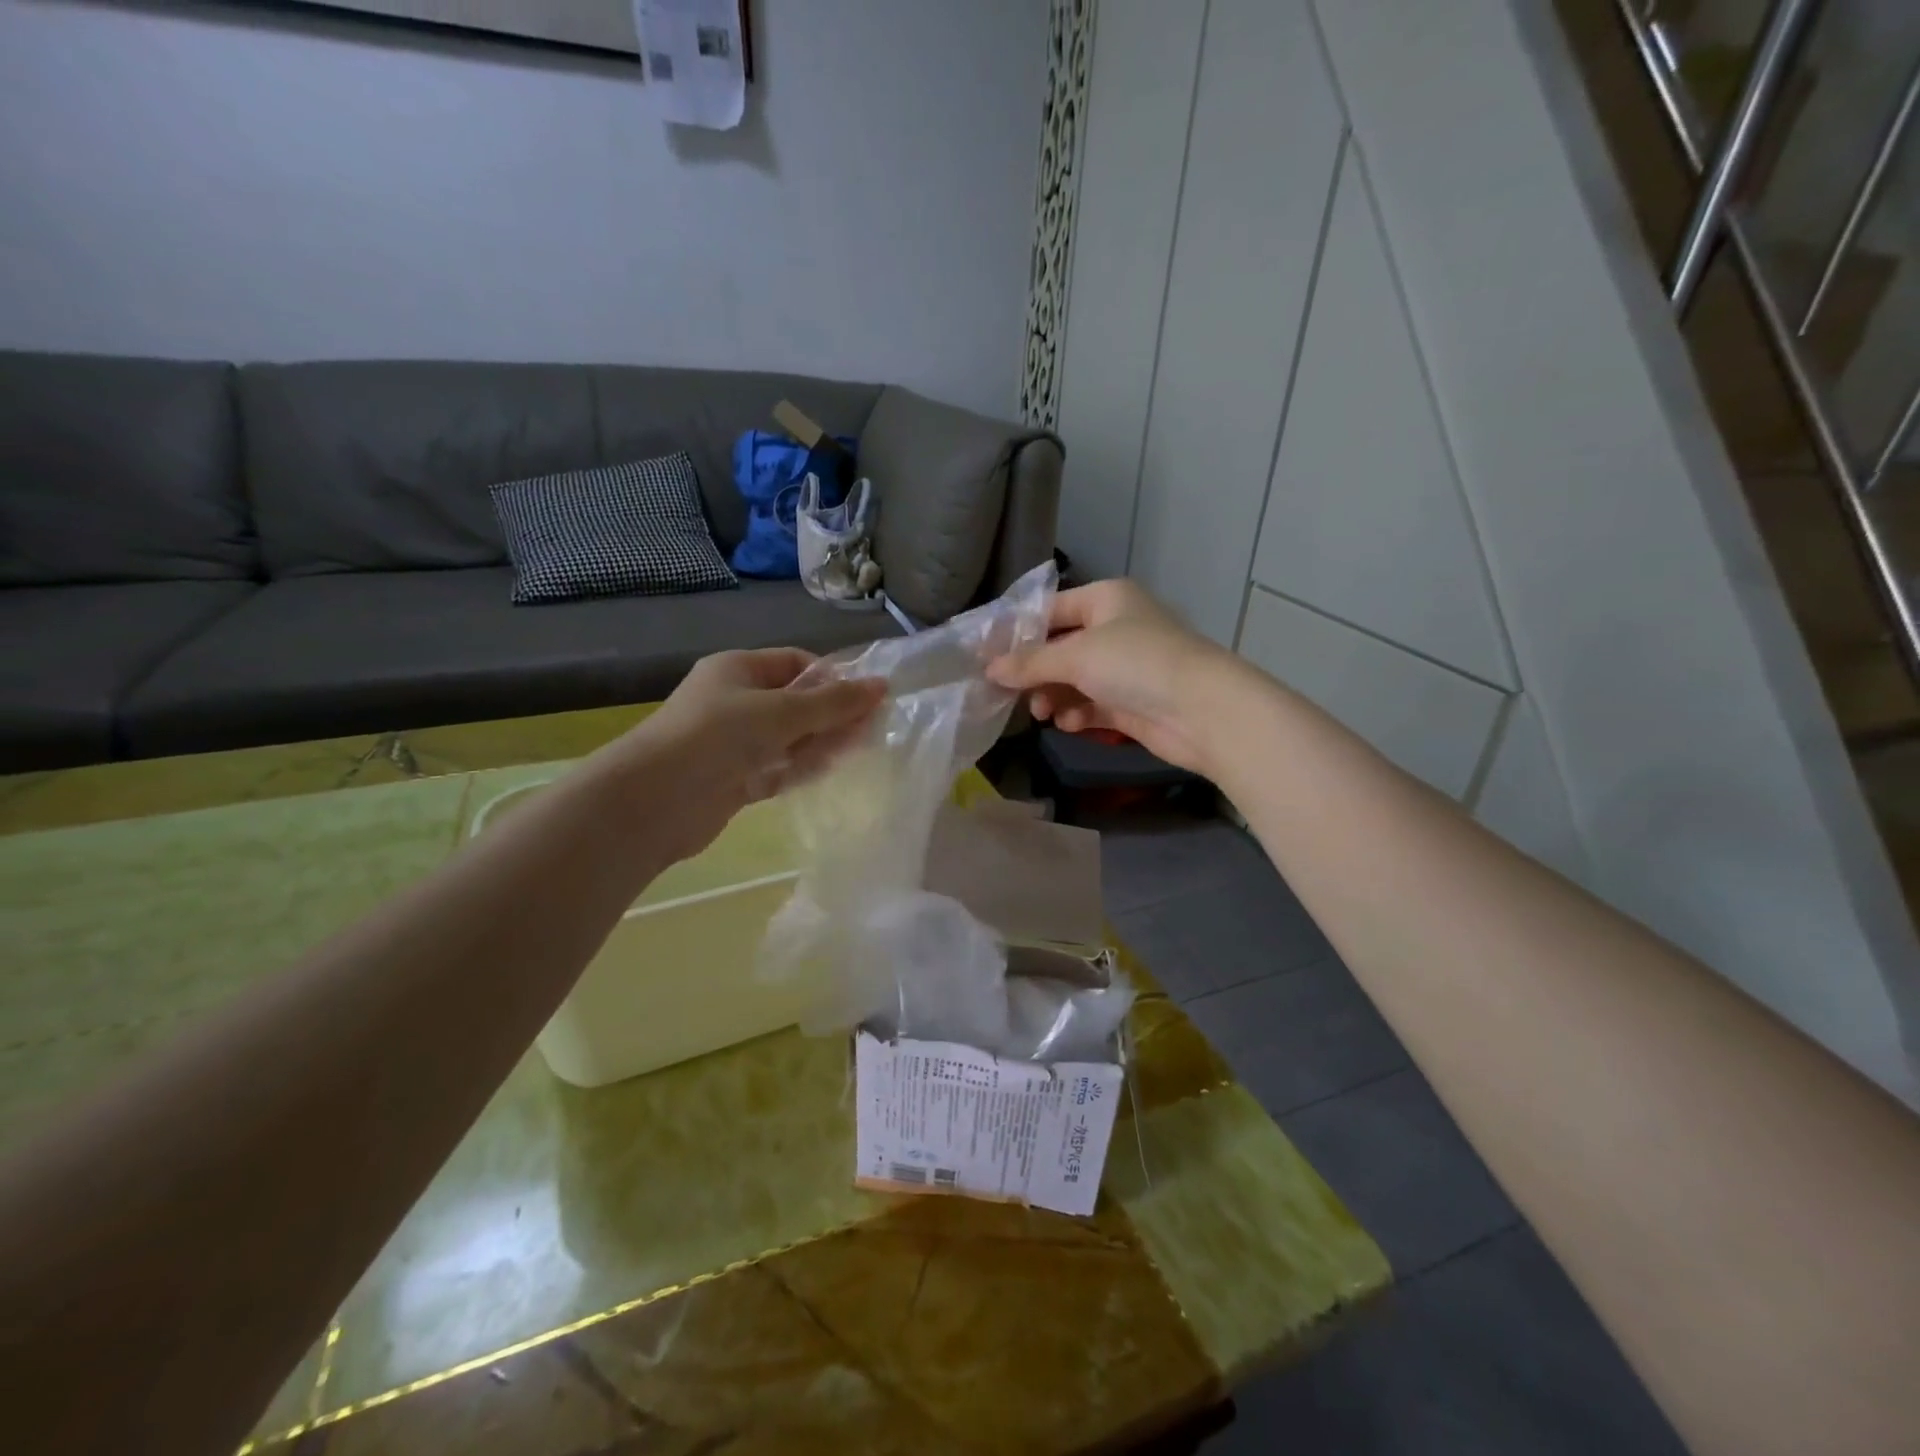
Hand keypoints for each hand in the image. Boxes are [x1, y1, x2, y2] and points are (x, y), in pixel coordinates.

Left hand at [610, 648, 884, 859]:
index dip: (832, 678)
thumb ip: (834, 703)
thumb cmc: (718, 737)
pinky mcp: (734, 779)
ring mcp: (733, 743)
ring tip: (861, 749)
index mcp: (738, 669)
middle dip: (832, 714)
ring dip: (821, 742)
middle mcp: (735, 701)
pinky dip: (801, 769)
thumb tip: (882, 686)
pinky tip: (830, 772)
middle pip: (795, 702)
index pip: (795, 663)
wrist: (655, 800)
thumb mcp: (782, 712)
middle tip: (873, 728)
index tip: (867, 698)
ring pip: (789, 738)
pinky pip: (777, 768)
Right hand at [987, 580, 1240, 774]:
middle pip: (1060, 648)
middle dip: (1036, 671)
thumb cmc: (1136, 664)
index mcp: (1106, 600)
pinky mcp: (1132, 703)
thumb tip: (989, 669)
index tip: (988, 657)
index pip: (1051, 609)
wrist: (1203, 711)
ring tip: (1042, 713)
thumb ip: (1030, 663)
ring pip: (1075, 680)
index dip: (1019, 632)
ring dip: (1054, 695)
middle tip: (1010, 692)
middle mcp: (1116, 628)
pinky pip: (1092, 704)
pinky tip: (1069, 724)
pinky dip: (1077, 713)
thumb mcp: (1076, 656)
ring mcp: (1126, 667)